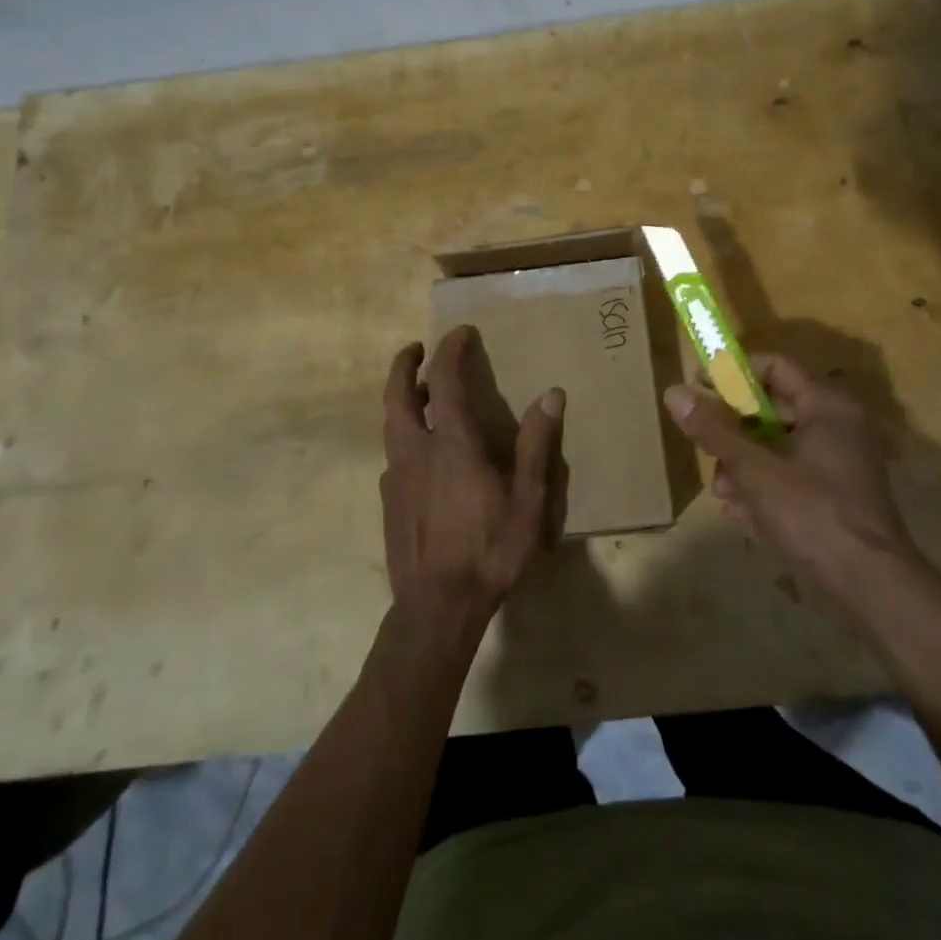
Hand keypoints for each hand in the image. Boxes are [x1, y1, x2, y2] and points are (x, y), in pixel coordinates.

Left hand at [380, 326, 564, 633]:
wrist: (436, 608)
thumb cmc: (489, 550)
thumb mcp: (527, 500)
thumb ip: (536, 445)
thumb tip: (551, 394)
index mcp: (450, 444)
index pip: (442, 380)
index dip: (450, 350)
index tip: (461, 332)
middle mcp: (415, 450)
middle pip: (397, 394)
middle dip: (404, 365)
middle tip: (416, 349)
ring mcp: (396, 476)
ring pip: (390, 423)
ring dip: (401, 398)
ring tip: (421, 394)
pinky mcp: (388, 501)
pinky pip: (393, 453)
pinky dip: (404, 434)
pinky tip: (422, 453)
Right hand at [663, 354, 918, 597]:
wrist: (872, 589)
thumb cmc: (813, 515)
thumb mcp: (755, 470)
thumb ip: (714, 430)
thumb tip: (674, 392)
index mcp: (826, 406)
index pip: (774, 366)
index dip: (733, 373)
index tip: (699, 389)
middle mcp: (838, 426)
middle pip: (772, 409)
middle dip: (733, 430)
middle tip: (703, 446)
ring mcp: (840, 462)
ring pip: (778, 446)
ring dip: (744, 465)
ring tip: (723, 493)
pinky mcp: (837, 495)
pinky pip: (791, 475)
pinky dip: (765, 487)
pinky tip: (741, 514)